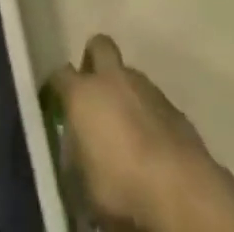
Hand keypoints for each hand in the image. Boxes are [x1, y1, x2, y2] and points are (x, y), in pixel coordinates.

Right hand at [45, 35, 215, 231]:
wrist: (178, 186)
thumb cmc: (120, 185)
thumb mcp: (84, 184)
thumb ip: (78, 158)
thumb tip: (78, 154)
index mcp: (83, 94)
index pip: (60, 75)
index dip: (57, 86)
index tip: (56, 101)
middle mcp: (112, 78)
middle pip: (99, 46)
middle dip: (93, 60)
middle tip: (93, 90)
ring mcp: (144, 86)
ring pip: (128, 74)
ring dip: (123, 91)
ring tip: (124, 126)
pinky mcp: (171, 103)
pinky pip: (150, 99)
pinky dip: (146, 112)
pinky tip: (149, 140)